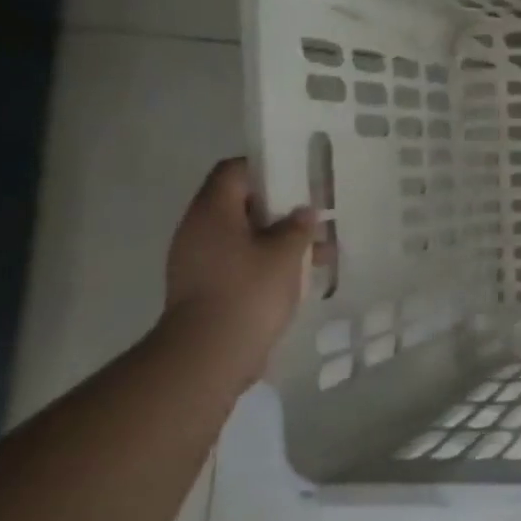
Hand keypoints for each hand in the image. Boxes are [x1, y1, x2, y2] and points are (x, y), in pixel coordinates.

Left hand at [161, 158, 315, 390]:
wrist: (210, 353)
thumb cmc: (249, 291)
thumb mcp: (286, 253)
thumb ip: (298, 227)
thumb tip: (304, 211)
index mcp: (213, 212)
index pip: (233, 171)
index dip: (266, 168)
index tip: (298, 177)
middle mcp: (199, 230)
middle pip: (240, 204)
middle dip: (281, 208)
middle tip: (316, 214)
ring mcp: (200, 261)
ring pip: (245, 236)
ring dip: (280, 239)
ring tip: (320, 249)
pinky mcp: (208, 287)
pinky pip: (242, 261)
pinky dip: (270, 262)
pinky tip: (302, 274)